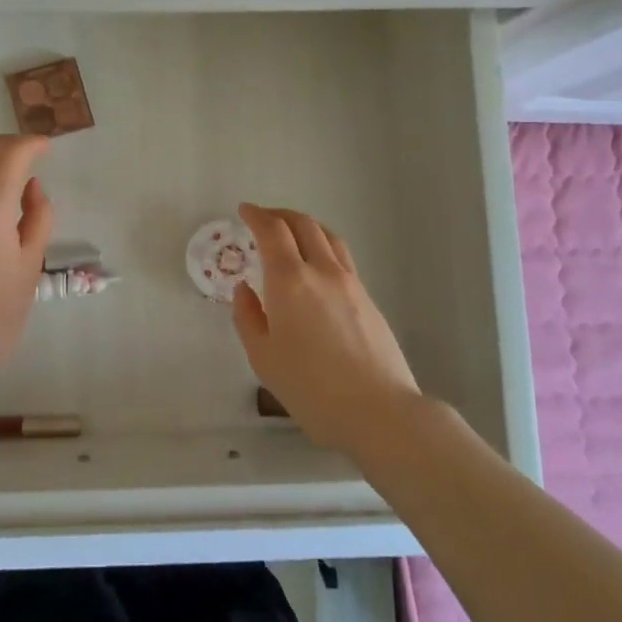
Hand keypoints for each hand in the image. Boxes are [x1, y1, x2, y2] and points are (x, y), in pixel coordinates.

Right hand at [232, 203, 422, 454]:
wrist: (378, 411)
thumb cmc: (310, 388)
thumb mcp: (263, 357)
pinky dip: (323, 246)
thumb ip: (247, 317)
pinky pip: (341, 257)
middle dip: (279, 215)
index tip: (244, 210)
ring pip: (328, 236)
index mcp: (289, 281)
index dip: (256, 216)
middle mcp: (321, 271)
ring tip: (291, 232)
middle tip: (263, 218)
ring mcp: (350, 283)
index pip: (272, 231)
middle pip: (303, 225)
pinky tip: (316, 265)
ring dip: (305, 225)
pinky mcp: (368, 298)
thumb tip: (244, 289)